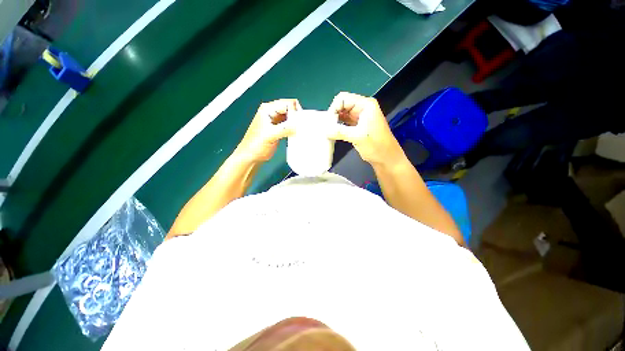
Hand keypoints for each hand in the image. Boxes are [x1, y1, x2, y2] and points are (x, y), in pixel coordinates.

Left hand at [234, 99, 299, 164]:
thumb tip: (297, 125)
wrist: (252, 156)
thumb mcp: (270, 135)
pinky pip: (290, 125)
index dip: (295, 111)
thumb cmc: (254, 146)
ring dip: (296, 123)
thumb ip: (284, 129)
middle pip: (290, 109)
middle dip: (296, 117)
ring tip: (297, 131)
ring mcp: (276, 121)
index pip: (287, 103)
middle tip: (298, 127)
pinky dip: (294, 129)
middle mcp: (272, 113)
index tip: (298, 122)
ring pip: (291, 117)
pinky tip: (295, 134)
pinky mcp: (279, 129)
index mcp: (267, 109)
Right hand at [327, 92, 403, 165]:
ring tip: (329, 131)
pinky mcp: (357, 126)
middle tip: (327, 128)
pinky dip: (338, 127)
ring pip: (342, 114)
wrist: (386, 158)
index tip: (328, 122)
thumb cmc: (376, 146)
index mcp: (365, 105)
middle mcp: (362, 108)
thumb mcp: (358, 137)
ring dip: (335, 122)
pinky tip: (333, 133)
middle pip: (342, 105)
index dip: (334, 108)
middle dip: (333, 115)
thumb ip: (340, 132)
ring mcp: (359, 117)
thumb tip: (325, 130)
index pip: (343, 98)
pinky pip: (344, 123)